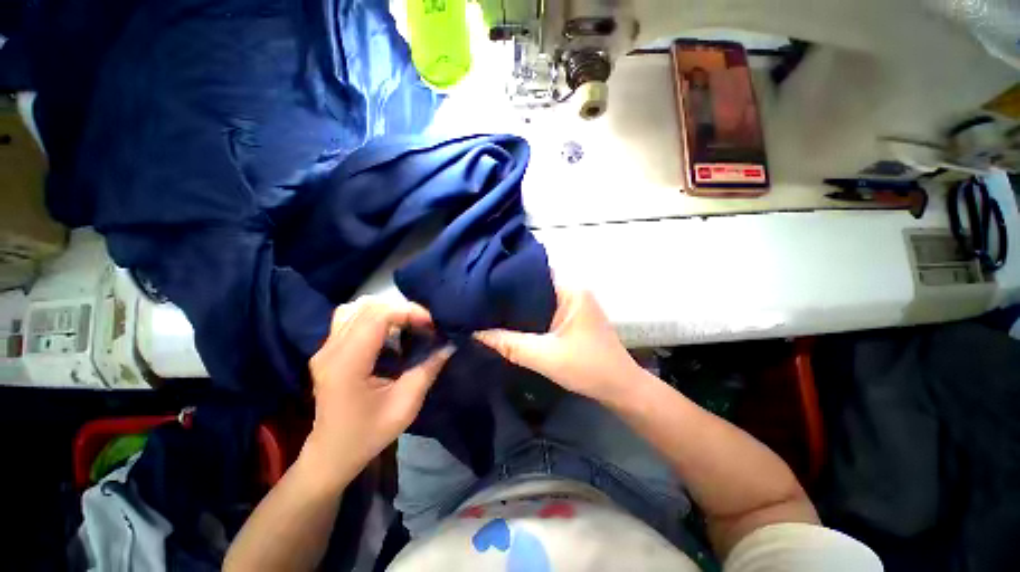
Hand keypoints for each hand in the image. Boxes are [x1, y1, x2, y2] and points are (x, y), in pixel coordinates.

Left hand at [303, 296, 453, 481]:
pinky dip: (375, 317)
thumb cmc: (368, 434)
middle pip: (367, 306)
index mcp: (347, 363)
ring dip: (387, 310)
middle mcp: (331, 349)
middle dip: (402, 309)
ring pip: (357, 308)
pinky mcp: (328, 350)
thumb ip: (428, 369)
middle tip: (424, 325)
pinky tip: (389, 332)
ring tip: (408, 325)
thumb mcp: (406, 405)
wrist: (331, 454)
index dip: (408, 312)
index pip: (376, 315)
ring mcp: (326, 348)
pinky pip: (351, 318)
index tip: (431, 325)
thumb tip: (449, 344)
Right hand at [475, 288, 640, 404]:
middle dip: (509, 294)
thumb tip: (476, 333)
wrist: (620, 389)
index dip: (507, 277)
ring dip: (519, 306)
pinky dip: (529, 316)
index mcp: (570, 289)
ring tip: (489, 309)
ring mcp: (573, 304)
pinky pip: (545, 310)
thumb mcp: (544, 356)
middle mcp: (572, 290)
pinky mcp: (572, 318)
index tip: (483, 285)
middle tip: (480, 300)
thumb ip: (509, 344)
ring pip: (539, 299)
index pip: (533, 272)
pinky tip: (511, 323)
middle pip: (534, 285)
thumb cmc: (588, 368)